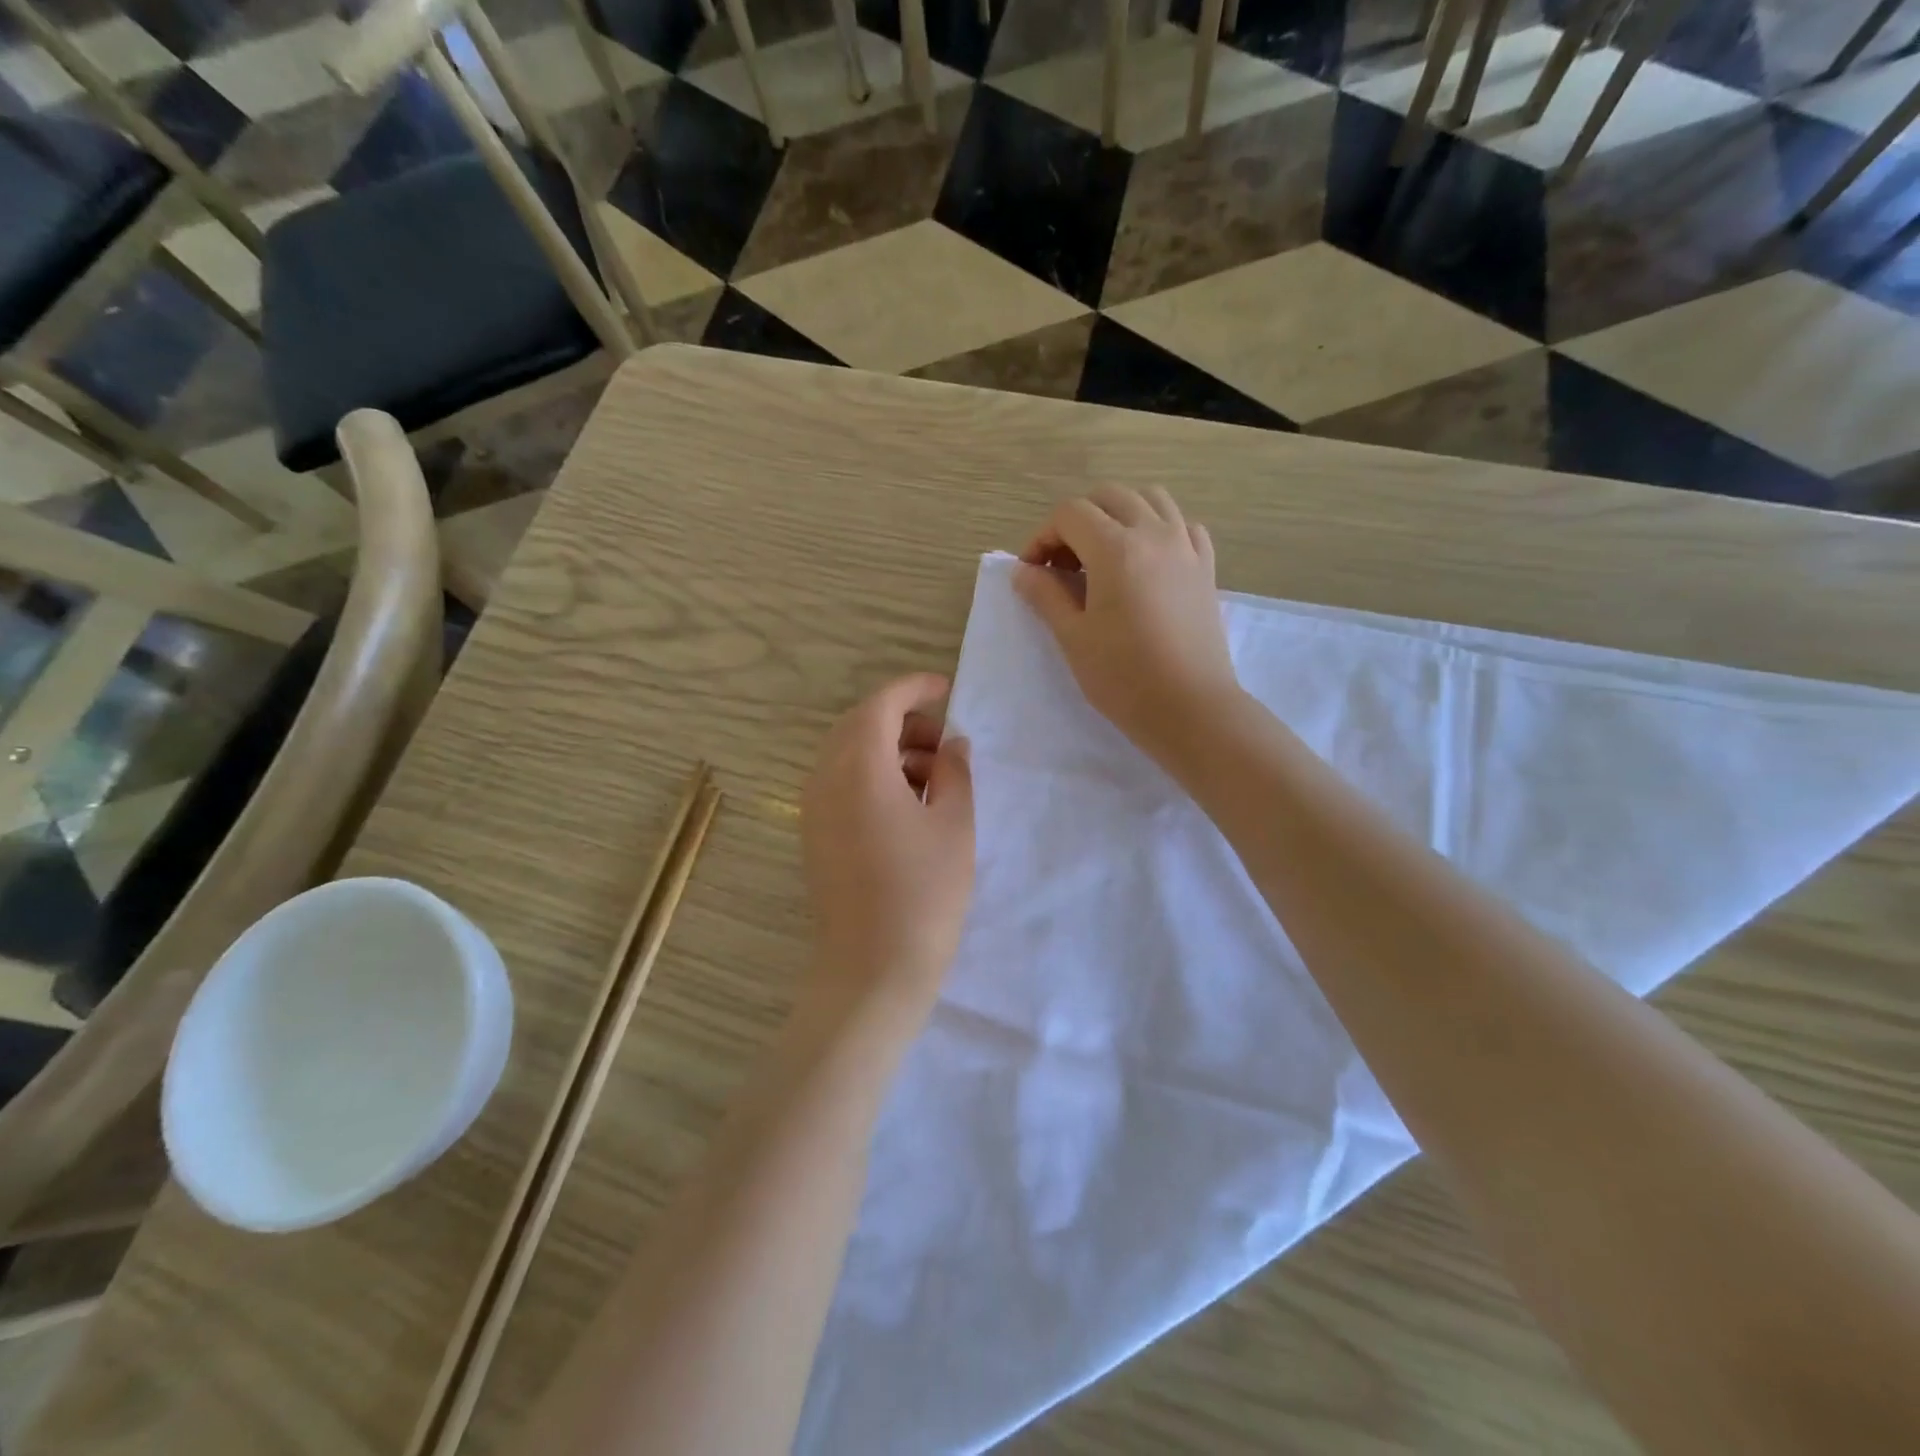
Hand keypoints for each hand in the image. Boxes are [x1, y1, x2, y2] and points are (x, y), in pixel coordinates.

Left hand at [800, 673, 973, 1034]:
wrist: (873, 969)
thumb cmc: (924, 894)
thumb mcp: (955, 825)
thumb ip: (955, 772)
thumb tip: (951, 745)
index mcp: (860, 768)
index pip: (881, 704)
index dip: (914, 689)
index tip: (946, 690)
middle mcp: (826, 778)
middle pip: (859, 724)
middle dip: (902, 720)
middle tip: (943, 739)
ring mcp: (813, 807)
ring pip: (847, 753)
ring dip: (888, 748)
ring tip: (933, 774)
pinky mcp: (814, 833)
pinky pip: (840, 781)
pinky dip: (872, 773)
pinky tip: (907, 801)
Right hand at [1016, 487, 1239, 766]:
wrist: (1190, 708)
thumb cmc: (1123, 677)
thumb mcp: (1073, 637)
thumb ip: (1045, 595)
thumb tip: (1024, 571)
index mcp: (1115, 549)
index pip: (1070, 514)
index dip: (1042, 537)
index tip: (1032, 572)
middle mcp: (1154, 533)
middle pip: (1109, 497)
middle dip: (1077, 521)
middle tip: (1063, 564)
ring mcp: (1186, 547)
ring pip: (1150, 499)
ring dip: (1119, 514)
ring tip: (1104, 554)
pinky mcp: (1206, 567)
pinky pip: (1183, 525)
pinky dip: (1159, 529)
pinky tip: (1147, 561)